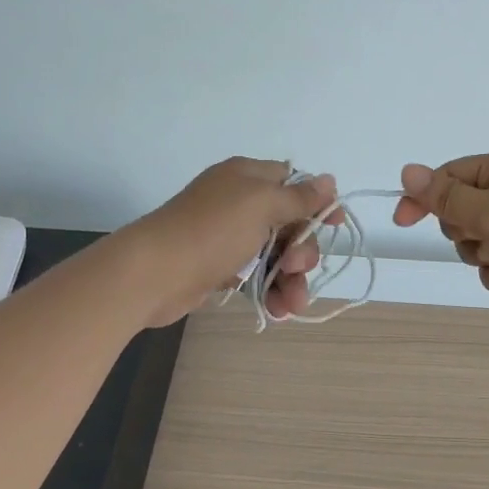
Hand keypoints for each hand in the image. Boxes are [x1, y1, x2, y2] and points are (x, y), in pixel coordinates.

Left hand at [128, 157, 343, 327]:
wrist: (154, 273)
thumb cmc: (212, 231)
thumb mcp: (262, 205)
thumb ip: (299, 197)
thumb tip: (329, 180)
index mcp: (248, 178)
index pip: (292, 182)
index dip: (316, 203)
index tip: (334, 225)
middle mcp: (239, 203)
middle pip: (289, 224)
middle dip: (303, 250)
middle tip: (297, 268)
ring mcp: (228, 237)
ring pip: (276, 255)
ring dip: (291, 279)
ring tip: (292, 304)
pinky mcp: (220, 267)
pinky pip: (256, 276)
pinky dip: (270, 291)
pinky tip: (278, 310)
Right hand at [391, 151, 488, 324]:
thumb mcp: (487, 213)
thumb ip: (444, 196)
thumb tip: (407, 170)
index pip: (451, 174)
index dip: (425, 197)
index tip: (402, 221)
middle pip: (461, 209)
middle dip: (464, 231)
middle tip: (484, 238)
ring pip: (476, 239)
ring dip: (482, 255)